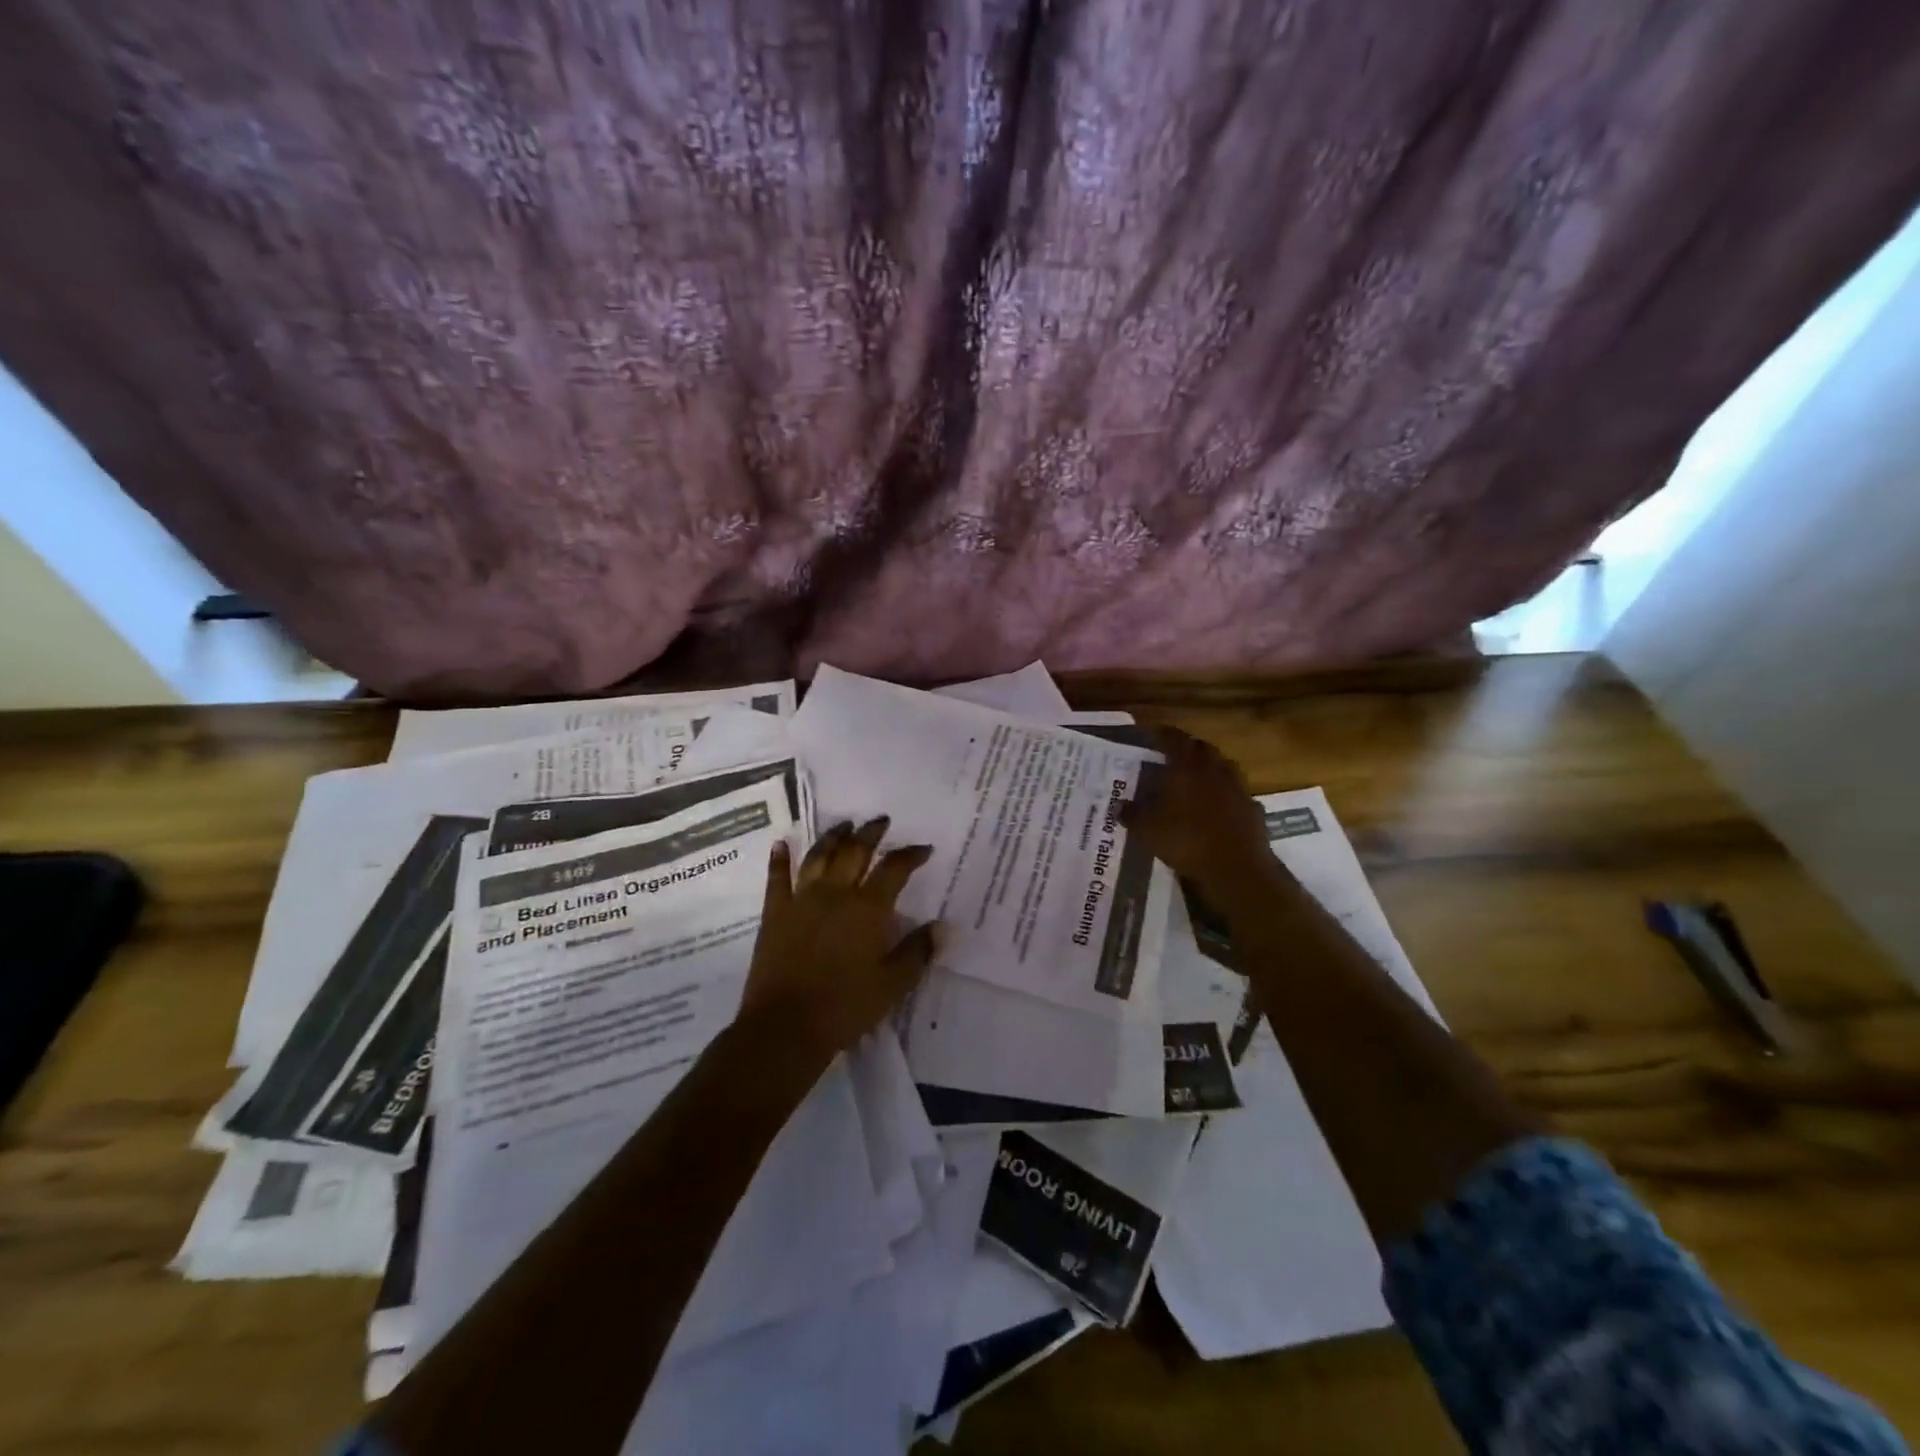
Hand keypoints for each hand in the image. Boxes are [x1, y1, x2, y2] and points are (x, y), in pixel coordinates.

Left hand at [740, 818, 938, 1056]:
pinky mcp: (775, 914)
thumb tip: (944, 926)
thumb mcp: (893, 984)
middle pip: (855, 852)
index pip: (894, 870)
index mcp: (867, 909)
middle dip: (871, 834)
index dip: (910, 855)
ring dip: (832, 837)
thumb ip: (918, 951)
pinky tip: (781, 844)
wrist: (785, 1027)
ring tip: (844, 825)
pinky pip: (777, 879)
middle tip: (881, 821)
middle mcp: (835, 894)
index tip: (923, 849)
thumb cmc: (845, 1007)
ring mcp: (801, 900)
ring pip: (818, 857)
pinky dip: (779, 859)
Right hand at [1119, 727, 1277, 899]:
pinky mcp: (1253, 811)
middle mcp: (1215, 771)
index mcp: (1187, 767)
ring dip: (1211, 769)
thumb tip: (1119, 805)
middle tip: (1175, 755)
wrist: (1235, 869)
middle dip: (1190, 749)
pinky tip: (1219, 808)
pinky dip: (1227, 796)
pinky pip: (1238, 795)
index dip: (1164, 734)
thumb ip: (1132, 814)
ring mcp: (1238, 790)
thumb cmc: (1186, 840)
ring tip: (1197, 779)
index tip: (1154, 733)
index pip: (1175, 740)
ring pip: (1225, 769)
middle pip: (1203, 749)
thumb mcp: (1147, 830)